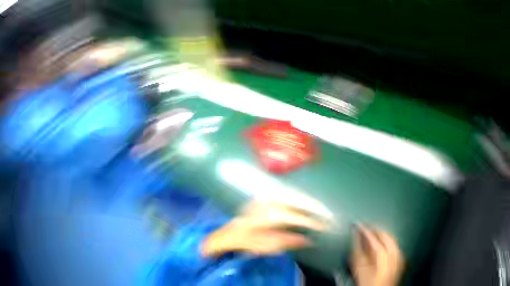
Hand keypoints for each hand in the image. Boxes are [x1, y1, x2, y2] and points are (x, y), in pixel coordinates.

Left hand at [201, 201, 325, 256]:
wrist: (233, 229)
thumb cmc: (248, 241)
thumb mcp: (267, 246)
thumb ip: (288, 241)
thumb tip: (309, 239)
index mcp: (267, 215)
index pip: (294, 216)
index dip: (309, 220)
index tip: (324, 225)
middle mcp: (267, 201)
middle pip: (293, 199)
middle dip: (311, 205)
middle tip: (326, 211)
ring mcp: (266, 195)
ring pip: (290, 193)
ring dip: (305, 199)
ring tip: (318, 205)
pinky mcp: (265, 193)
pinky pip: (284, 193)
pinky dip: (296, 196)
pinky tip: (303, 200)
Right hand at [351, 226, 404, 285]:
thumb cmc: (365, 278)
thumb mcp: (358, 263)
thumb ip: (357, 246)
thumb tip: (355, 231)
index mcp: (382, 263)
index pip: (375, 242)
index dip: (366, 231)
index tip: (358, 224)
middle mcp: (394, 262)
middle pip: (388, 240)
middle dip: (377, 229)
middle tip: (366, 224)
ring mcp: (399, 262)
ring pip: (394, 242)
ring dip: (383, 233)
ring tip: (373, 228)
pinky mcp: (400, 263)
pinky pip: (396, 247)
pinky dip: (389, 240)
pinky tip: (383, 238)